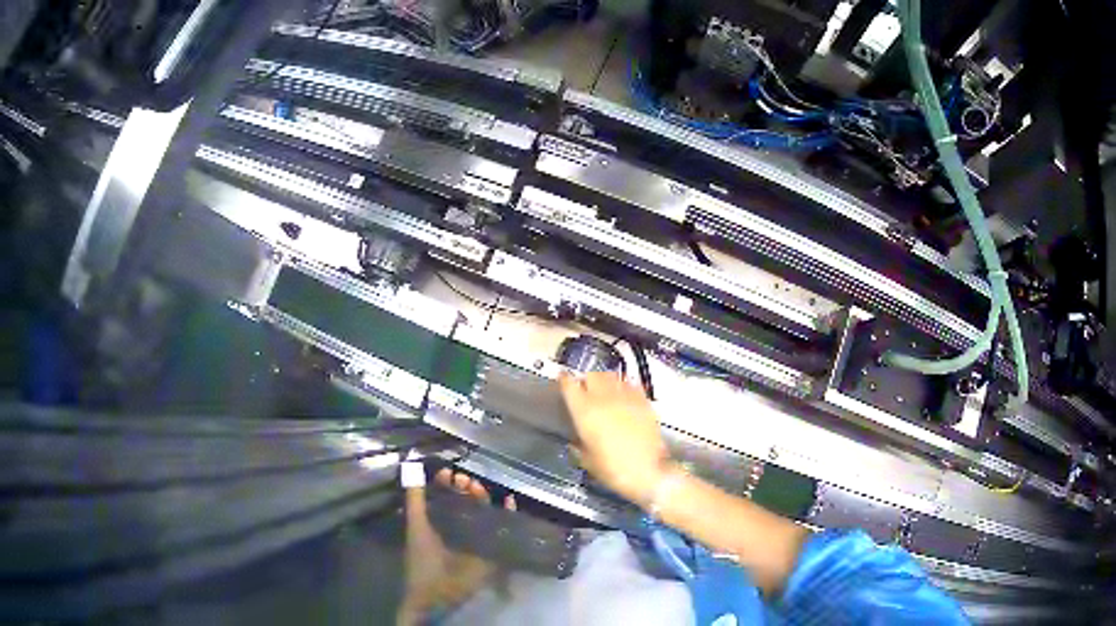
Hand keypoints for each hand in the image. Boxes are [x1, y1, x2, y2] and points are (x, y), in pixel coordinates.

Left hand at [398, 469, 514, 625]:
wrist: (437, 593)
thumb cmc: (423, 559)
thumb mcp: (417, 527)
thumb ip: (415, 500)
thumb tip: (411, 468)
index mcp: (438, 521)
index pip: (443, 495)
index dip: (445, 482)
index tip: (447, 472)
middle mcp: (457, 527)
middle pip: (464, 501)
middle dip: (465, 488)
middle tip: (464, 480)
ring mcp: (475, 538)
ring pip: (483, 512)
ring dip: (482, 497)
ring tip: (477, 488)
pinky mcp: (491, 550)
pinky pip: (503, 528)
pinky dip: (507, 513)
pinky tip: (508, 501)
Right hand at [558, 371, 670, 505]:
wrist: (647, 471)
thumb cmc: (613, 469)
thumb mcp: (587, 461)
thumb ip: (579, 447)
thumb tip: (576, 443)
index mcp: (584, 411)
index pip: (569, 384)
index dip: (565, 380)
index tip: (563, 380)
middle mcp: (603, 398)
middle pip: (591, 375)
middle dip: (586, 380)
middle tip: (585, 389)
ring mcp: (626, 397)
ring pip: (611, 376)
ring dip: (605, 380)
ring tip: (605, 390)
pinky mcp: (644, 401)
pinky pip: (631, 384)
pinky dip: (625, 386)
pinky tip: (625, 396)